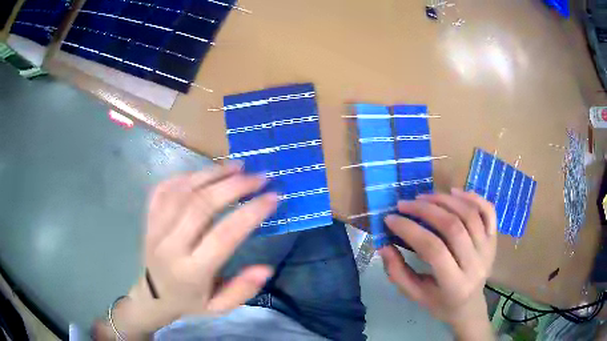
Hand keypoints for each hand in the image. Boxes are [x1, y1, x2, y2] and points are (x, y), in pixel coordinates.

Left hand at [103, 163, 277, 338]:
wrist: (153, 295)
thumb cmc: (190, 302)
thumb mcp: (219, 308)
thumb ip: (242, 290)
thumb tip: (266, 268)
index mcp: (192, 271)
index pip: (223, 236)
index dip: (250, 213)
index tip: (273, 196)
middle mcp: (171, 246)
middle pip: (202, 205)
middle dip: (234, 186)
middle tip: (259, 176)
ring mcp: (156, 228)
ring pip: (183, 191)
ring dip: (212, 174)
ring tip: (238, 166)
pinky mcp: (149, 218)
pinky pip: (164, 188)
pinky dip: (187, 175)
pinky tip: (205, 172)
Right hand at [379, 189, 496, 339]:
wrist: (469, 305)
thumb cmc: (439, 302)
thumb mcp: (415, 295)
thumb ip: (398, 273)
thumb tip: (384, 246)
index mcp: (454, 285)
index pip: (433, 250)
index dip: (410, 230)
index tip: (390, 219)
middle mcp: (476, 265)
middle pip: (453, 227)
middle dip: (426, 210)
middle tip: (404, 203)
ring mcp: (488, 249)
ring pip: (470, 214)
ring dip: (445, 200)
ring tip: (424, 197)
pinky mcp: (494, 238)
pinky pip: (488, 210)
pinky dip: (472, 196)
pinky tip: (454, 192)